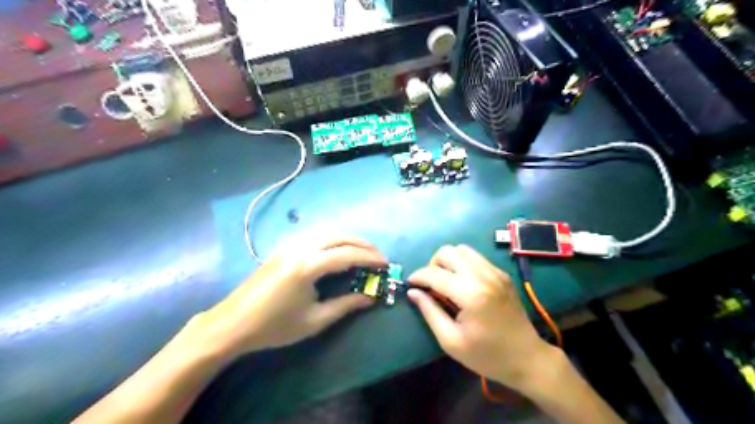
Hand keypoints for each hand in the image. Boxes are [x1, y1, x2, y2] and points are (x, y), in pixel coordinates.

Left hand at [192, 235, 384, 358]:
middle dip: (363, 243)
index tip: (385, 264)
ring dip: (348, 237)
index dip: (370, 258)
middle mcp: (300, 247)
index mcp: (308, 266)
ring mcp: (290, 244)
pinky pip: (315, 233)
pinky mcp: (283, 247)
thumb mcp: (315, 320)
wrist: (233, 323)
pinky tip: (337, 249)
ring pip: (327, 230)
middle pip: (340, 235)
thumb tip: (371, 297)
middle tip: (377, 256)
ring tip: (362, 251)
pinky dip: (333, 237)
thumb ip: (346, 305)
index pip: (348, 254)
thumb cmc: (275, 327)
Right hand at [407, 244, 553, 394]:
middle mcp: (483, 275)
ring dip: (448, 262)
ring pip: (462, 249)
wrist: (527, 358)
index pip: (435, 273)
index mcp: (471, 294)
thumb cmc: (487, 355)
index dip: (418, 277)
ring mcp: (495, 272)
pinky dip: (463, 264)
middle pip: (448, 252)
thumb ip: (429, 312)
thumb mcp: (451, 341)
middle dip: (432, 265)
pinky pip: (475, 257)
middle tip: (431, 285)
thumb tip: (412, 292)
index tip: (410, 285)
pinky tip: (463, 284)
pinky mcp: (502, 273)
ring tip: (446, 282)